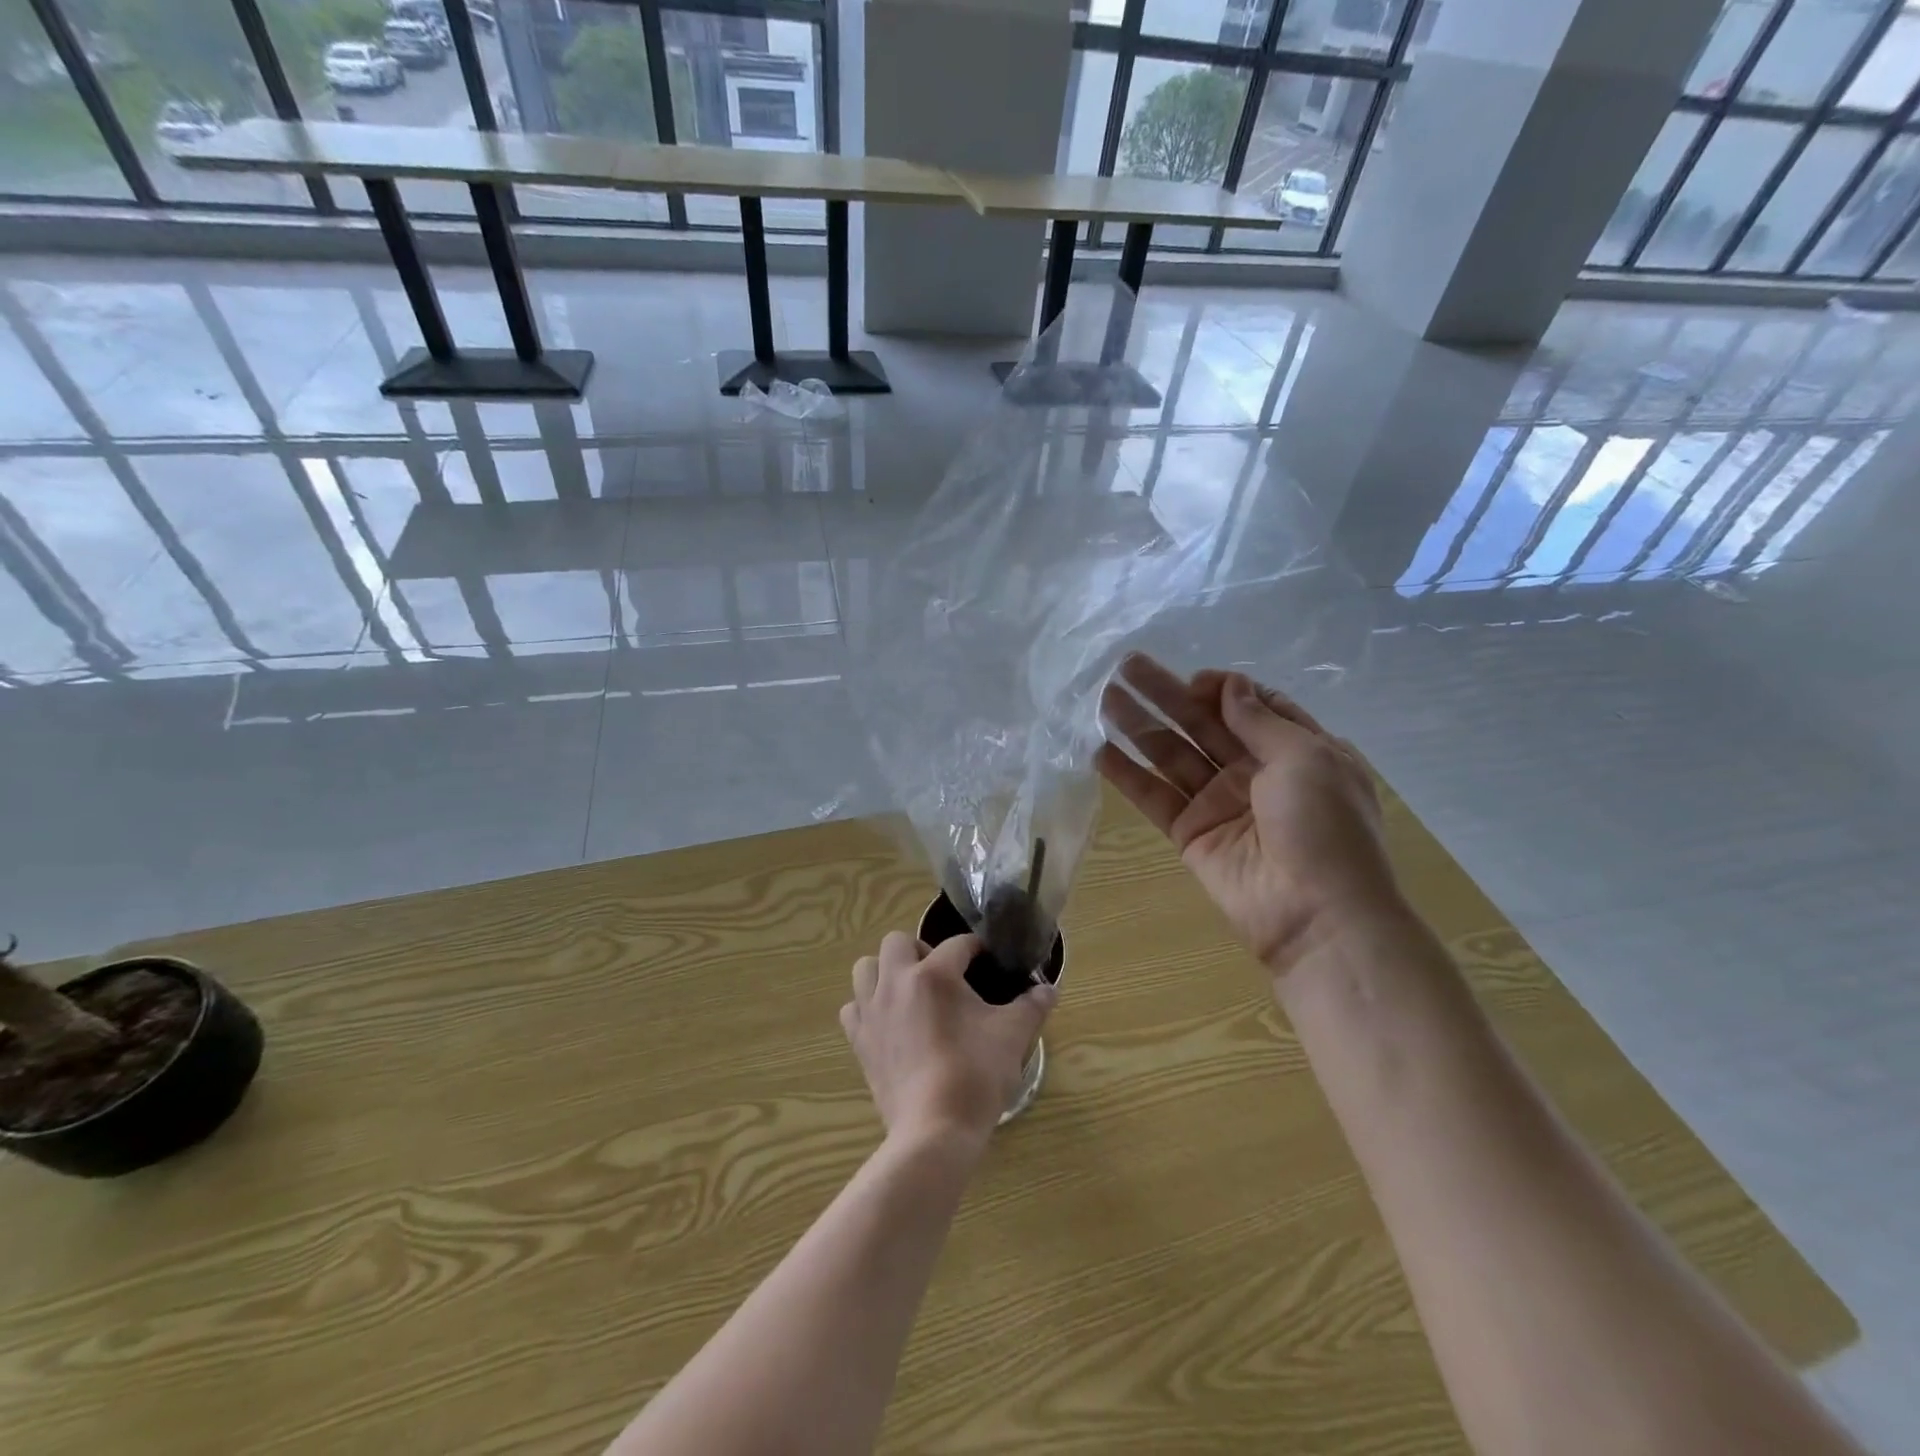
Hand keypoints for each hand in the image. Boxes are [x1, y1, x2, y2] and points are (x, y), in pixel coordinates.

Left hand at [841, 932, 1055, 1148]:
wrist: (935, 1129)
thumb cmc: (977, 1075)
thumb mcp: (1013, 1036)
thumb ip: (1033, 1006)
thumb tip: (1049, 989)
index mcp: (935, 974)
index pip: (958, 944)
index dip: (976, 949)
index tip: (987, 962)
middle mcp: (896, 982)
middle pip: (898, 941)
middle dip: (921, 950)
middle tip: (943, 976)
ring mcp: (872, 1011)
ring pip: (866, 968)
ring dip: (886, 971)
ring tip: (910, 992)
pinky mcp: (859, 1041)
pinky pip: (853, 1008)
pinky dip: (867, 1007)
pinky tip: (888, 1022)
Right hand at [1095, 654, 1399, 981]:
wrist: (1317, 915)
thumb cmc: (1326, 826)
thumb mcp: (1308, 758)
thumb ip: (1260, 720)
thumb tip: (1230, 684)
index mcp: (1295, 751)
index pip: (1251, 706)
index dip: (1221, 688)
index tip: (1195, 681)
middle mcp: (1254, 772)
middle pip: (1202, 724)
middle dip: (1166, 694)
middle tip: (1125, 666)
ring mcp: (1219, 803)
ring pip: (1172, 755)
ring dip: (1138, 726)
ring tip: (1101, 698)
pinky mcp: (1190, 833)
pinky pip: (1155, 796)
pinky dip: (1127, 775)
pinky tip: (1098, 751)